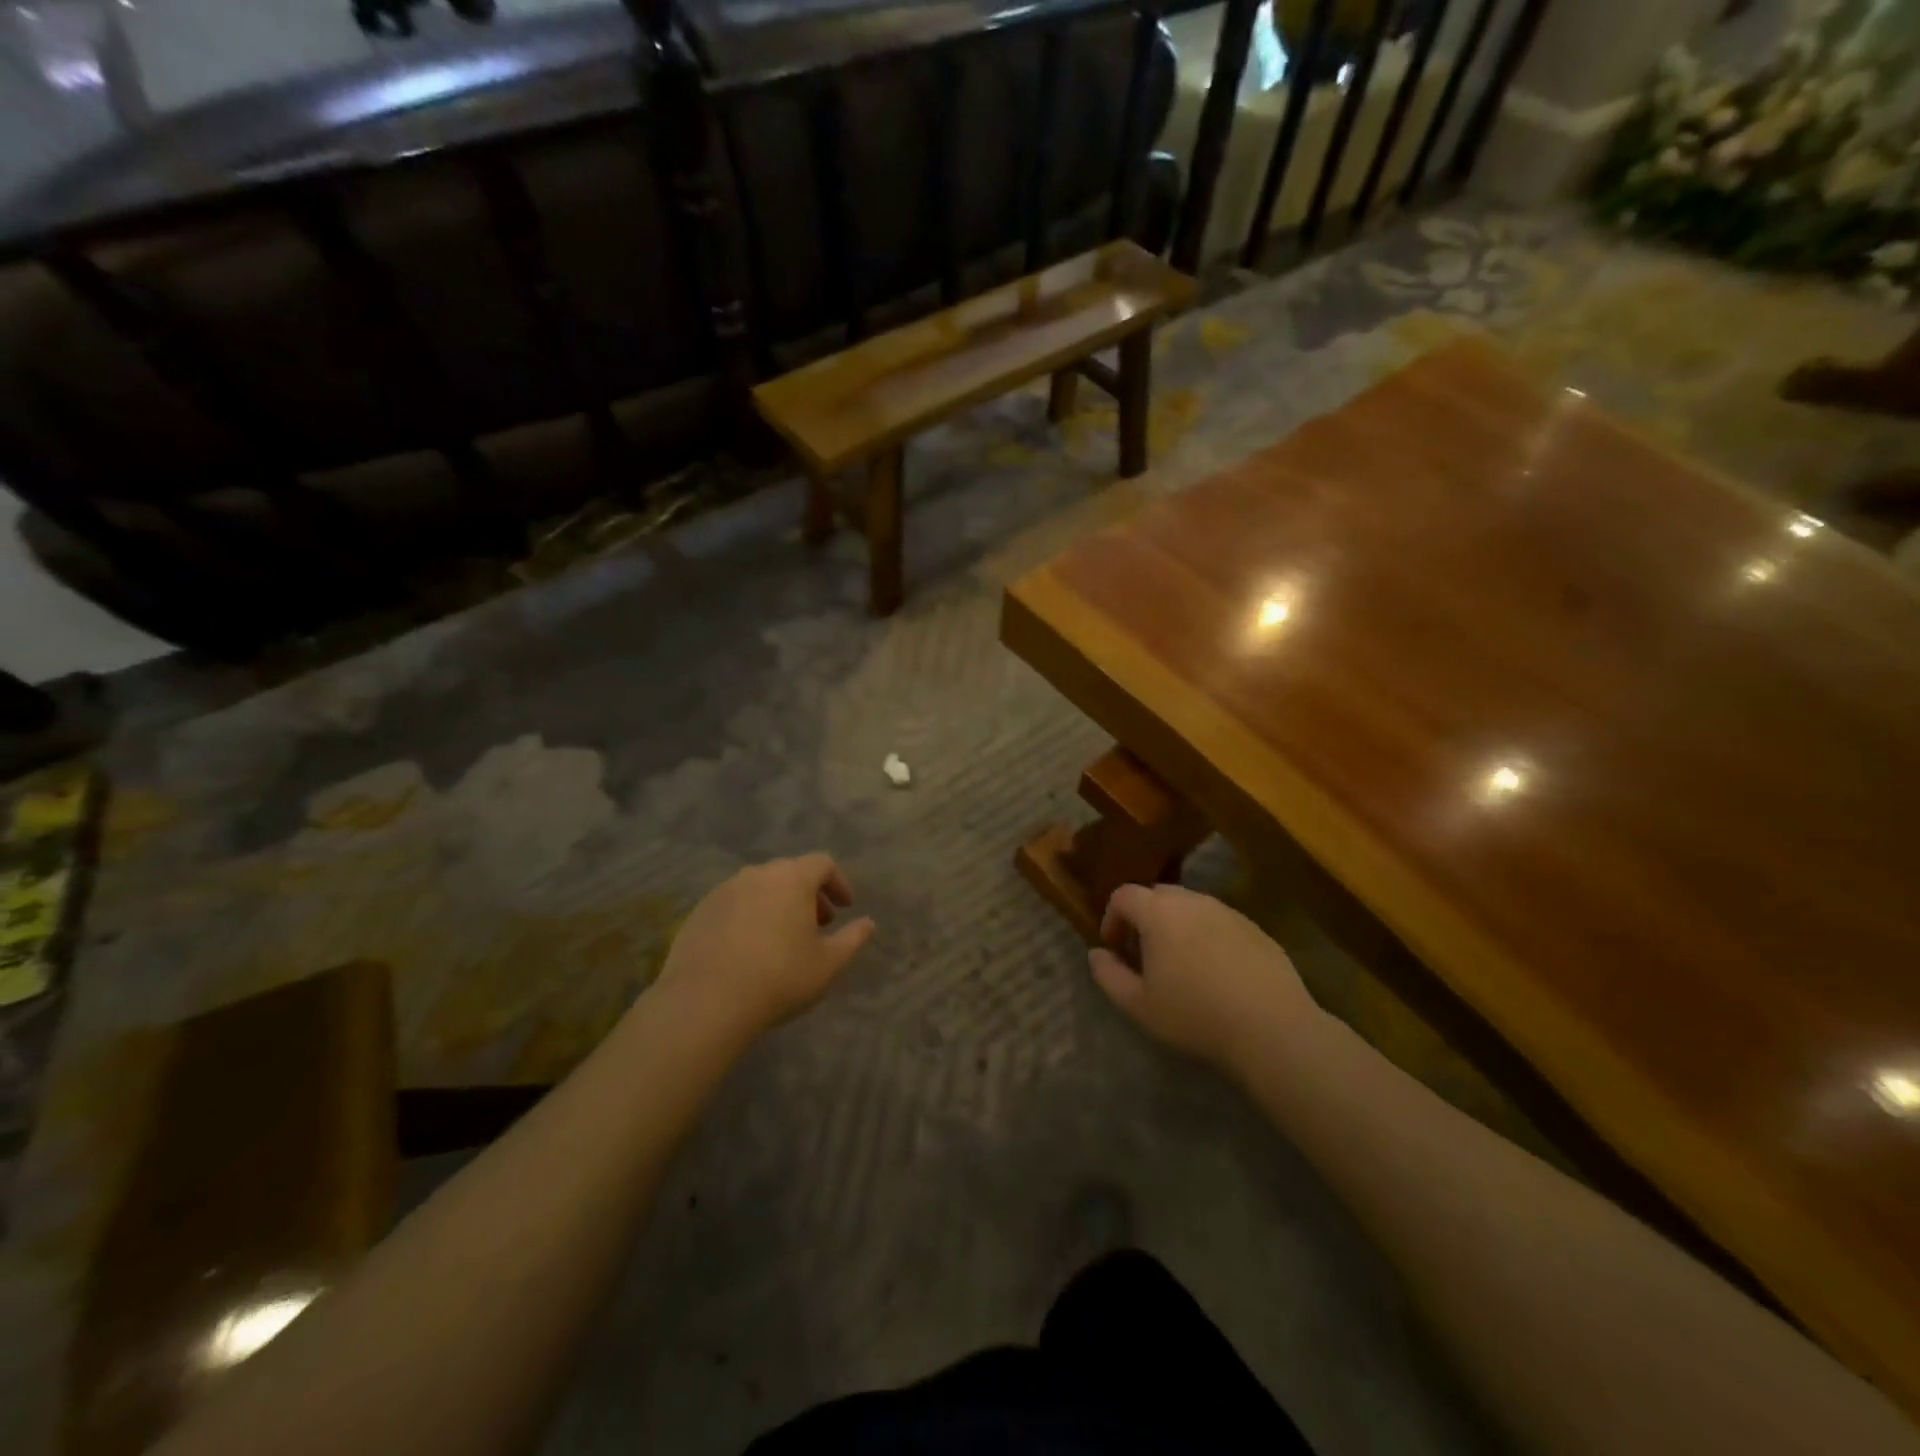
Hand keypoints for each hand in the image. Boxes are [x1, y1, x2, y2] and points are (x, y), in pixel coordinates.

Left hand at [653, 854, 875, 1043]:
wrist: (706, 1001)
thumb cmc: (779, 977)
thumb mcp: (828, 963)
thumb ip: (853, 939)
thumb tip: (868, 924)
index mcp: (792, 878)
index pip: (823, 863)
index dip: (838, 883)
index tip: (845, 908)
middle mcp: (757, 874)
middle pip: (790, 872)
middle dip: (809, 894)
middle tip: (819, 923)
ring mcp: (724, 891)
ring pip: (760, 887)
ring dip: (778, 904)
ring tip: (784, 937)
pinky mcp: (700, 912)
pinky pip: (734, 904)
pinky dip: (750, 916)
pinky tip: (750, 948)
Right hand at [1089, 883, 1318, 1072]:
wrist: (1272, 1028)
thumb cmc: (1195, 1015)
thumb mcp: (1138, 1005)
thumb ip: (1108, 975)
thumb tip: (1096, 953)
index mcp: (1159, 912)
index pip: (1123, 895)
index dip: (1112, 918)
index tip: (1115, 949)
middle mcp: (1192, 901)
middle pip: (1157, 895)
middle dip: (1144, 919)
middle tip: (1145, 956)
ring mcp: (1228, 912)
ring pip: (1191, 907)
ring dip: (1177, 927)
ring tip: (1181, 966)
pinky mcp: (1255, 928)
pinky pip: (1219, 922)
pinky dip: (1207, 937)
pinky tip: (1216, 973)